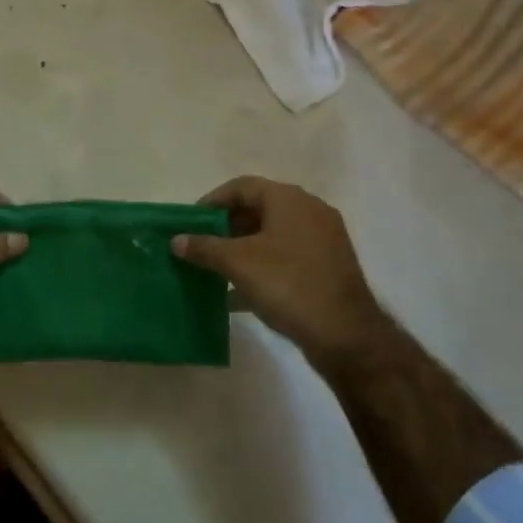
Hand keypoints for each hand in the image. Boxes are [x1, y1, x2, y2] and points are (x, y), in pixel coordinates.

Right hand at [172, 177, 386, 364]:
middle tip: (201, 246)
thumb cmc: (288, 285)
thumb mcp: (238, 264)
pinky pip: (286, 257)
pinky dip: (262, 267)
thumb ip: (204, 247)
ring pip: (272, 235)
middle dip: (226, 227)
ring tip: (215, 268)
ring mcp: (322, 240)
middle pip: (258, 209)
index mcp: (289, 199)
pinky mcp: (327, 267)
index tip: (190, 222)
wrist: (346, 335)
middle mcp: (309, 211)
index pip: (242, 187)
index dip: (212, 202)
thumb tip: (176, 240)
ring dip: (242, 249)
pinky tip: (238, 294)